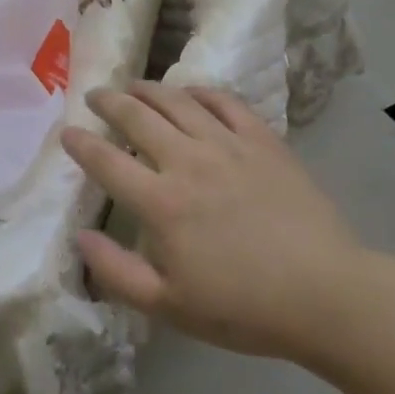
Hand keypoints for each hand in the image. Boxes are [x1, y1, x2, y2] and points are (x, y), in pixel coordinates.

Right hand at [63, 82, 375, 370]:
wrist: (327, 295)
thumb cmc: (244, 307)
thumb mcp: (170, 306)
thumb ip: (117, 272)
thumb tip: (80, 237)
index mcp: (161, 203)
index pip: (106, 161)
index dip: (81, 143)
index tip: (67, 132)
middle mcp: (188, 162)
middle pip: (136, 117)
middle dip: (109, 102)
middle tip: (95, 96)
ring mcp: (227, 145)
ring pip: (176, 102)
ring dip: (148, 89)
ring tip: (133, 86)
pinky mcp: (262, 140)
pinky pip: (224, 102)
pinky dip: (199, 92)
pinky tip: (189, 94)